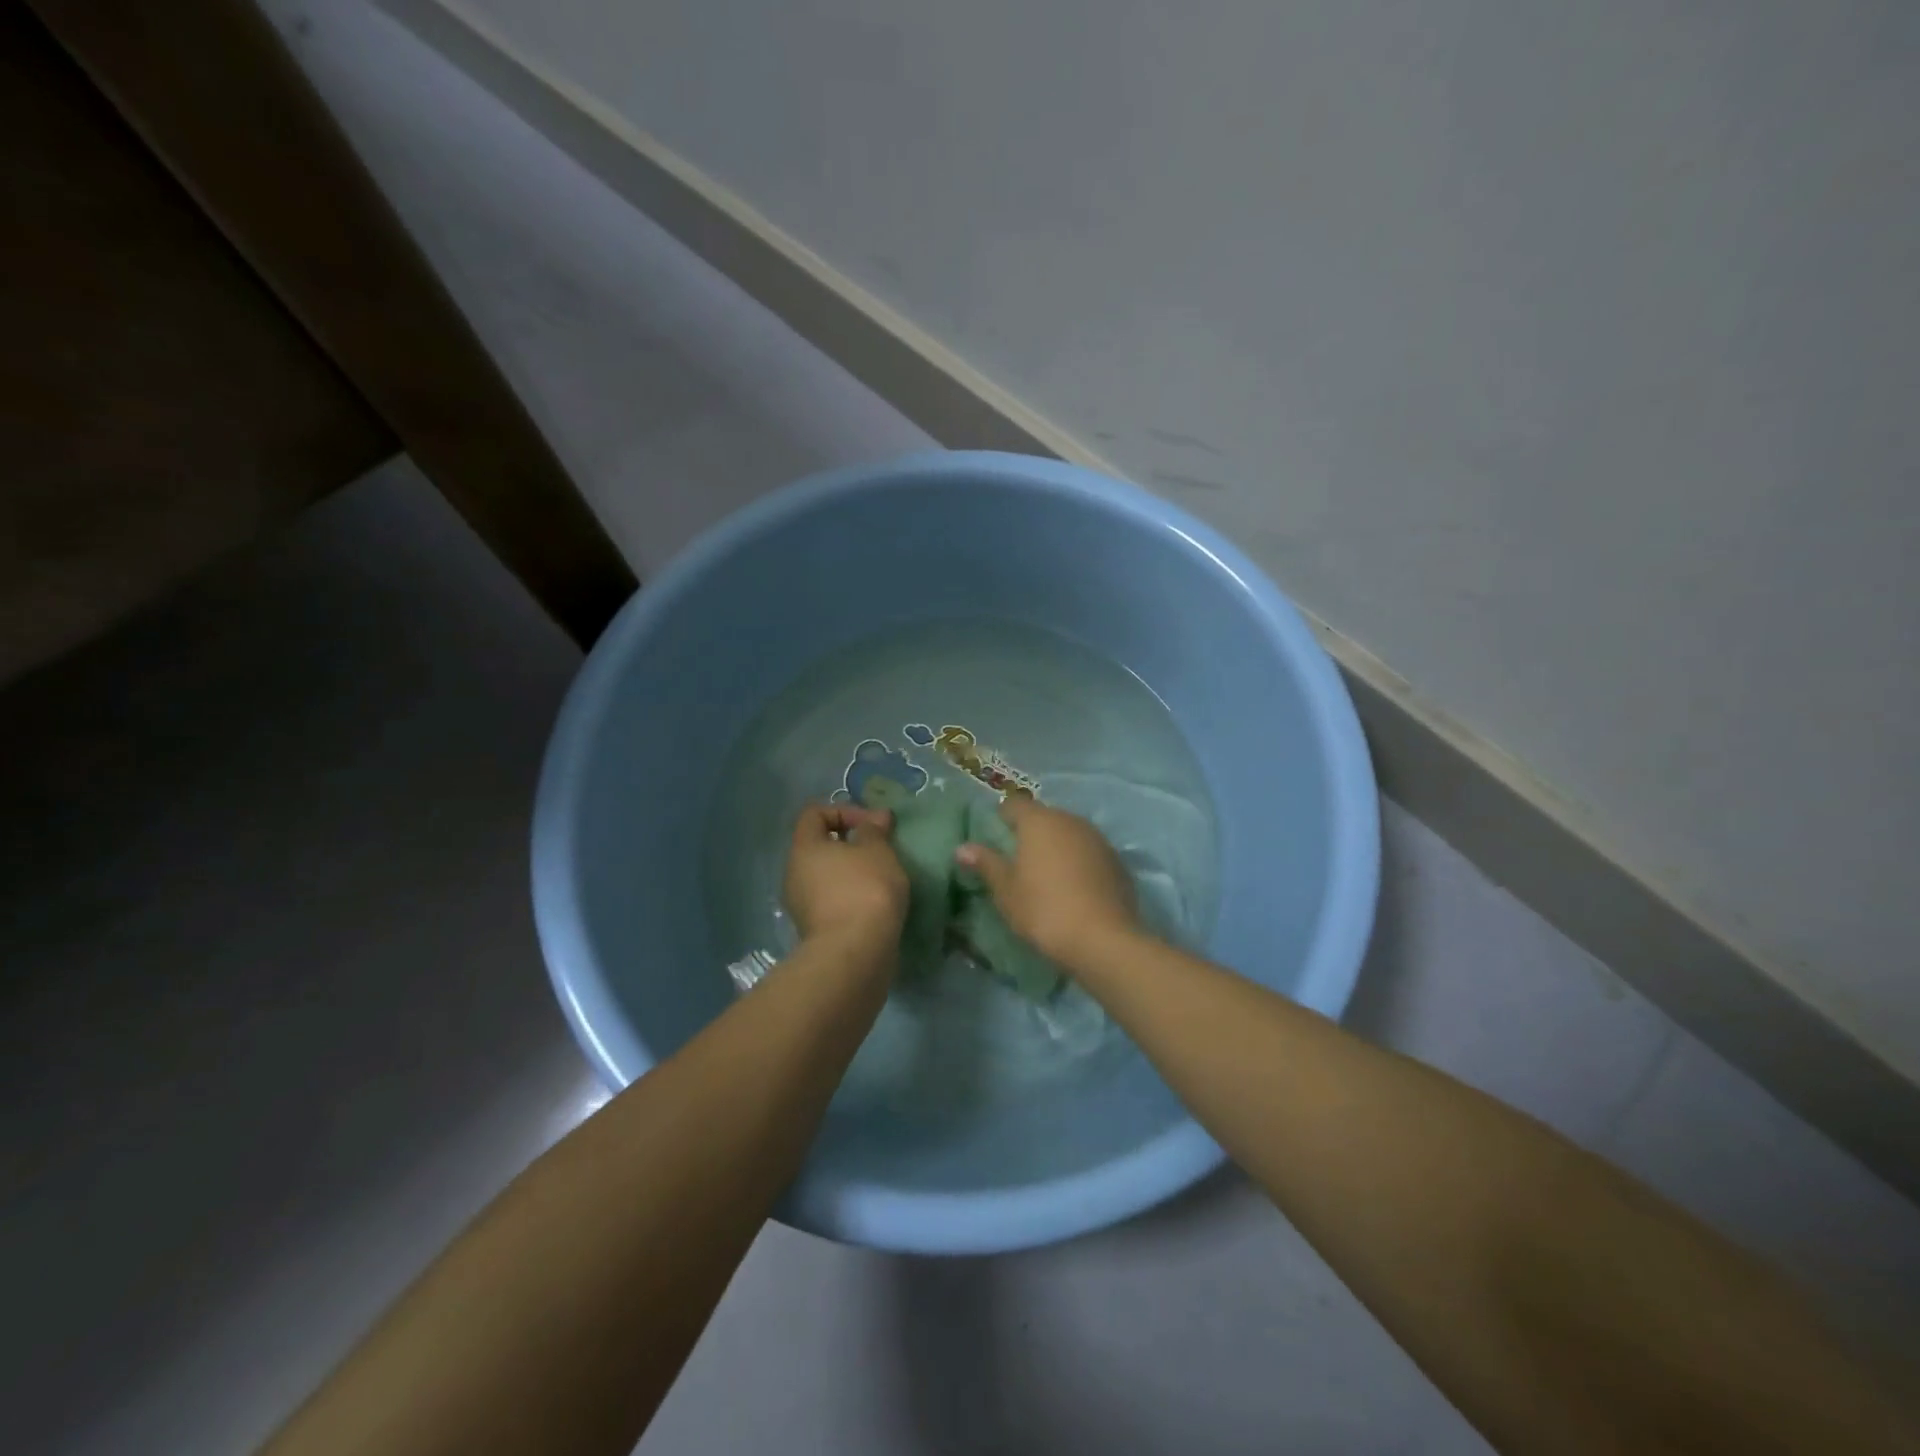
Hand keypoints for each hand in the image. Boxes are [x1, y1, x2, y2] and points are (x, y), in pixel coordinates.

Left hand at [783, 803, 908, 952]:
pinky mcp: (814, 930)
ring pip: (827, 876)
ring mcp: (801, 905)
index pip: (814, 813)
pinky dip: (851, 897)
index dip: (844, 810)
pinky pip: (832, 900)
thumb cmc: (865, 890)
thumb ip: (874, 829)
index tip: (872, 824)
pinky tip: (876, 904)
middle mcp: (794, 873)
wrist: (855, 954)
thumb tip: (875, 817)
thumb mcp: (877, 851)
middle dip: (851, 844)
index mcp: (803, 848)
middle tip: (881, 850)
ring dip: (853, 873)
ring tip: (883, 878)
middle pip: (819, 846)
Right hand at [954, 797, 1138, 965]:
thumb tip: (963, 847)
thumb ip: (986, 863)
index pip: (1014, 804)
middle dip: (1030, 832)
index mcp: (1039, 821)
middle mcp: (1070, 820)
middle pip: (1044, 816)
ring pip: (1069, 833)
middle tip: (1017, 861)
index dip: (1002, 817)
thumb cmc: (1043, 909)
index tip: (995, 839)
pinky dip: (1079, 862)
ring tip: (1046, 876)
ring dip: (1057, 846)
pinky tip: (1074, 888)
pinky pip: (1089, 852)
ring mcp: (1098, 839)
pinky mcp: (1117, 860)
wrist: (1102, 939)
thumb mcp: (1006, 890)